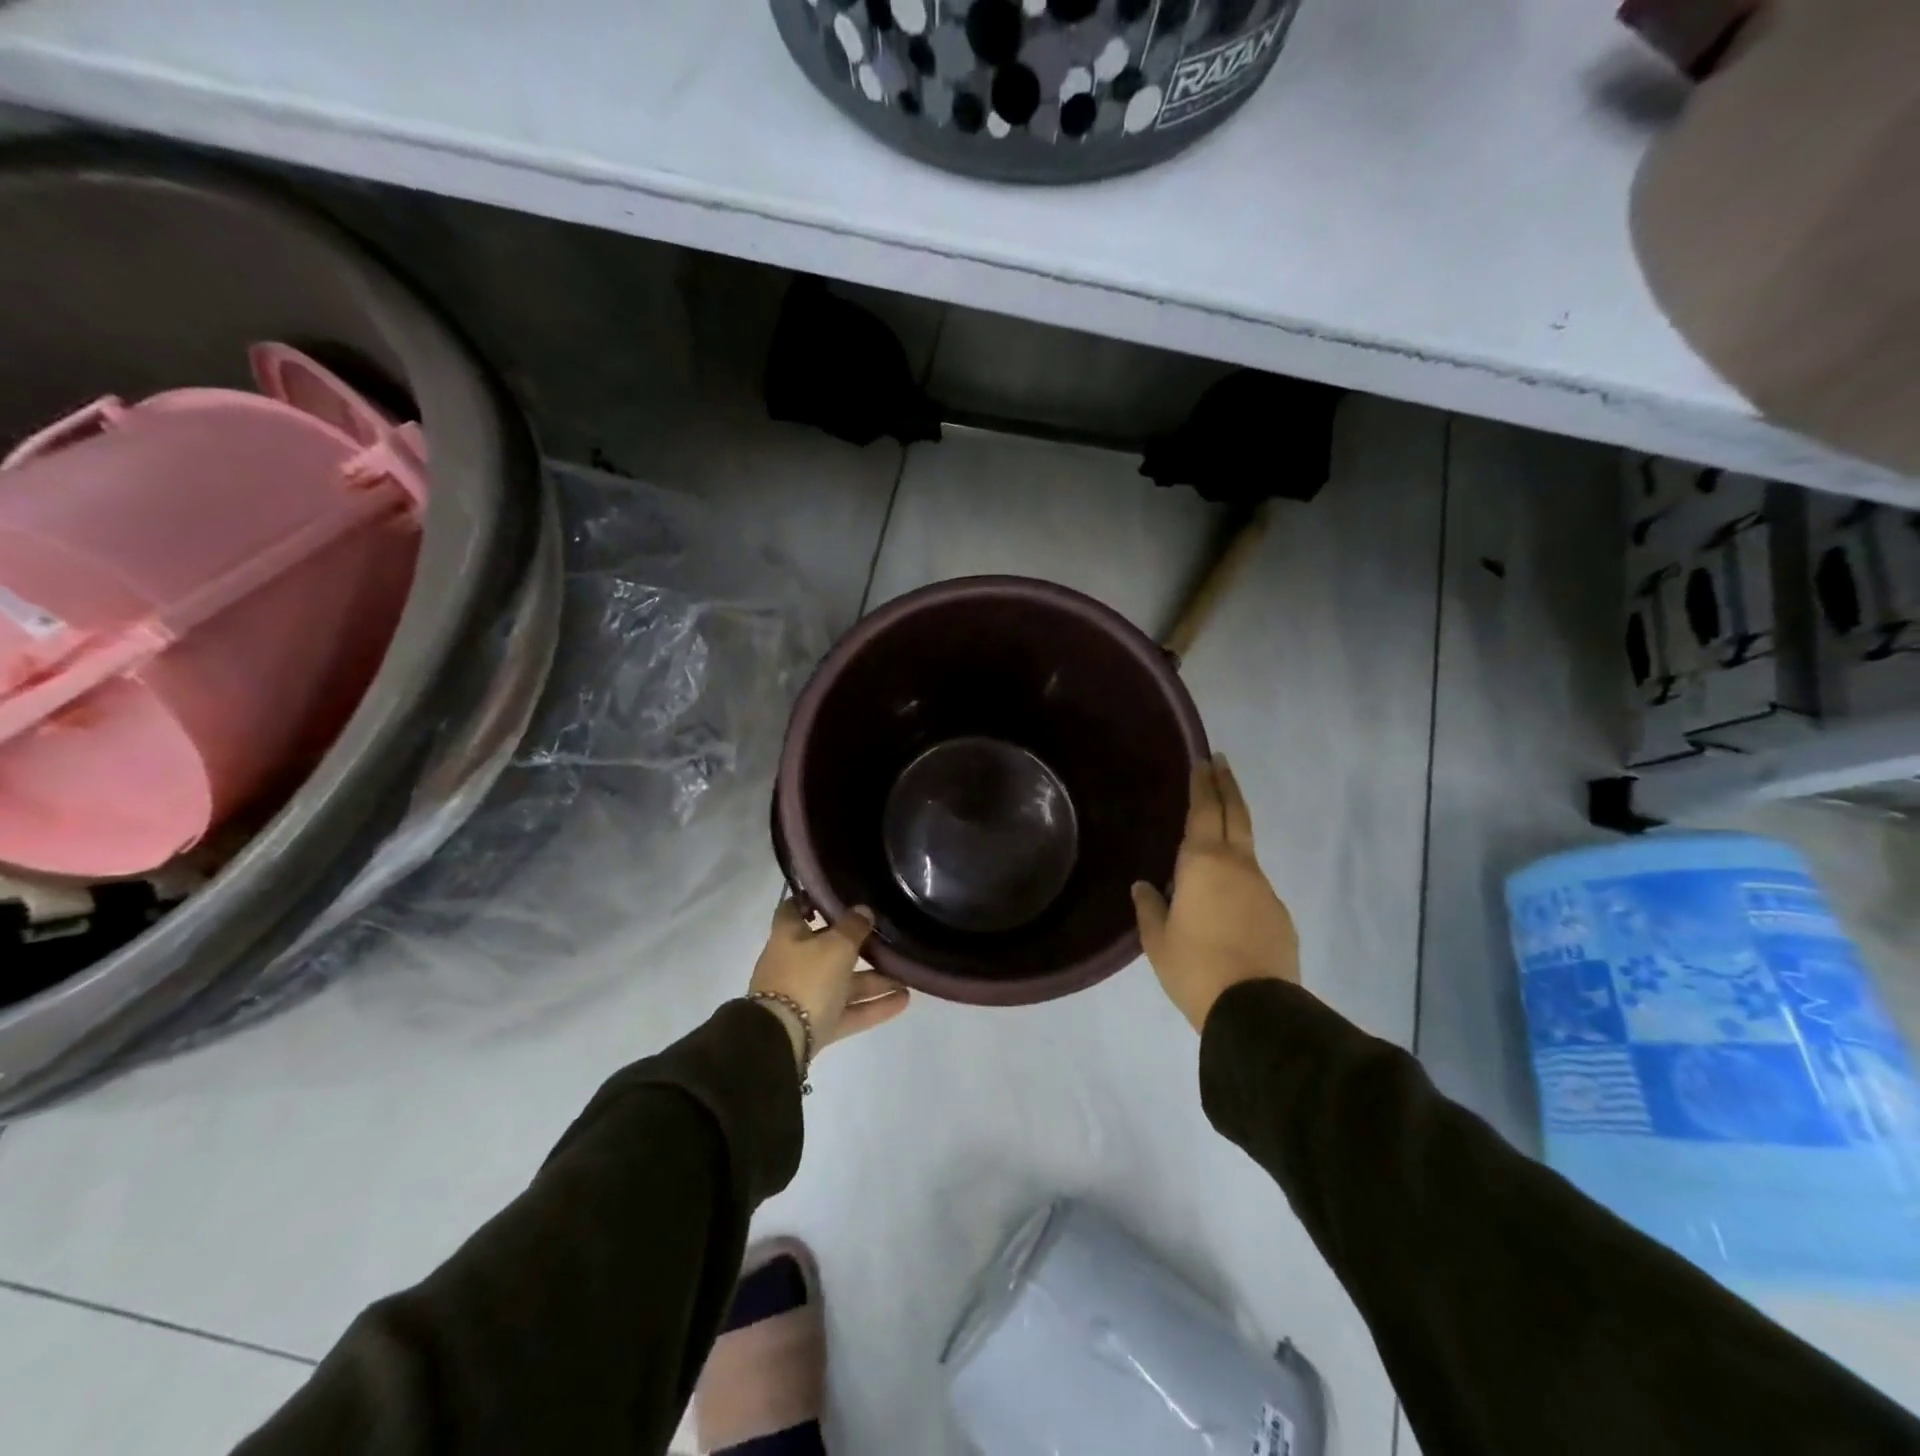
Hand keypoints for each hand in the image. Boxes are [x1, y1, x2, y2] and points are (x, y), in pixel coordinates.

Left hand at [748, 899, 910, 1070]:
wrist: (782, 1040)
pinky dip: (874, 1006)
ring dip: (874, 980)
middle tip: (887, 937)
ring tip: (907, 975)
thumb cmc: (806, 978)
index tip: (837, 895)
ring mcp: (805, 997)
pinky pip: (849, 1011)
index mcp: (789, 936)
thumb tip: (863, 910)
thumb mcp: (836, 945)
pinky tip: (904, 1000)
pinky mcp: (817, 1025)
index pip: (794, 909)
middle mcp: (794, 963)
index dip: (811, 901)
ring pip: (843, 983)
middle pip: (827, 949)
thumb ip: (853, 927)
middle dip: (858, 946)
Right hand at [1131, 755, 1299, 1031]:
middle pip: (1235, 814)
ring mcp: (1263, 888)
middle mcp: (1238, 865)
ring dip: (1232, 831)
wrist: (1254, 1010)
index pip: (1204, 811)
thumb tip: (1145, 886)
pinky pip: (1253, 884)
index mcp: (1203, 863)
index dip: (1203, 784)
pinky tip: (1226, 898)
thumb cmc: (1194, 967)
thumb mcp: (1157, 940)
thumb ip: (1149, 907)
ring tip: (1214, 834)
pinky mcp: (1279, 914)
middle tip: (1220, 762)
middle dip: (1226, 785)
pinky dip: (1239, 876)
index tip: (1203, 760)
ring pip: (1246, 849)